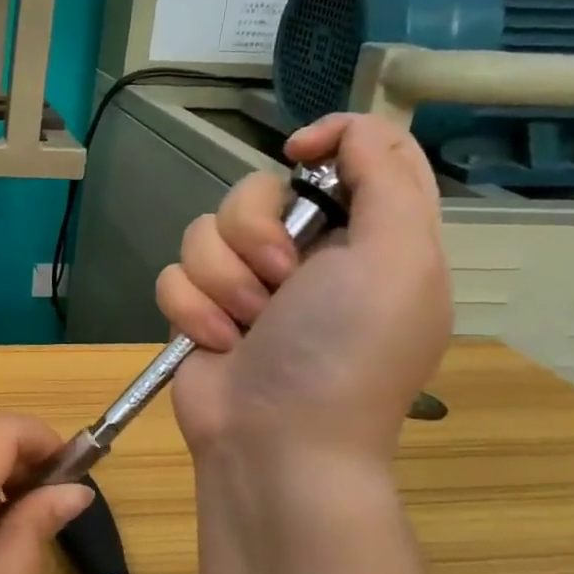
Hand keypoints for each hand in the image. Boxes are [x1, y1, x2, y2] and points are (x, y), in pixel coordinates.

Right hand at [155, 113, 450, 464]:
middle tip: (280, 279)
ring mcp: (246, 283)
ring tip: (246, 326)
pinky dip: (192, 310)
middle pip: (257, 189)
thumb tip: (341, 132)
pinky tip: (216, 343)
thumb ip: (387, 177)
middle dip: (256, 232)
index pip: (357, 154)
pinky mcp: (200, 309)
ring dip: (222, 281)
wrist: (276, 442)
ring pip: (204, 230)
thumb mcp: (399, 259)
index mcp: (368, 236)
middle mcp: (306, 254)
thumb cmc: (345, 352)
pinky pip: (174, 274)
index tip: (297, 155)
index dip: (327, 139)